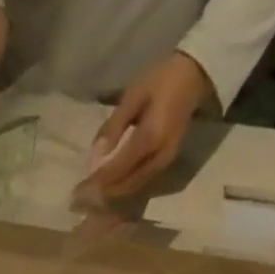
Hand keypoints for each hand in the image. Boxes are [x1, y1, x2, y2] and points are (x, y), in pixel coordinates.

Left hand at [85, 52, 213, 199]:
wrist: (197, 73)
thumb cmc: (162, 79)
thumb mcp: (133, 95)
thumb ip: (114, 126)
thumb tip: (95, 156)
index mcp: (150, 138)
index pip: (117, 169)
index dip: (97, 182)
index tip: (77, 192)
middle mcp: (159, 156)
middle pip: (126, 185)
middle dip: (102, 195)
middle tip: (80, 200)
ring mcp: (166, 161)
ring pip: (134, 188)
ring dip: (112, 195)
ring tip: (92, 198)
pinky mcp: (167, 162)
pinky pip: (142, 182)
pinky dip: (124, 188)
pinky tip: (110, 189)